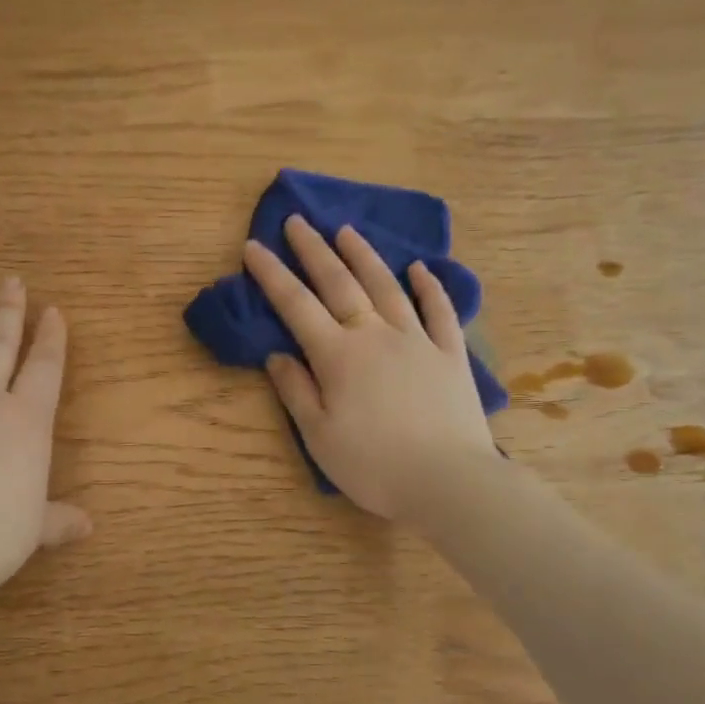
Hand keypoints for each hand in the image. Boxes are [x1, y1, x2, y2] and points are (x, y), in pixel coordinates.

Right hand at [243, 217, 498, 520]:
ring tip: (346, 231)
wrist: (448, 481)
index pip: (296, 305)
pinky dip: (429, 287)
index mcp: (338, 356)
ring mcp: (417, 340)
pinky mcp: (450, 354)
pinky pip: (439, 311)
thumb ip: (296, 391)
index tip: (253, 246)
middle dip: (314, 250)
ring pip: (386, 287)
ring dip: (364, 256)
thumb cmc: (374, 465)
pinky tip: (419, 269)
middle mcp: (375, 335)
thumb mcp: (319, 436)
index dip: (272, 275)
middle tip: (297, 221)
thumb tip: (276, 355)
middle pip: (340, 283)